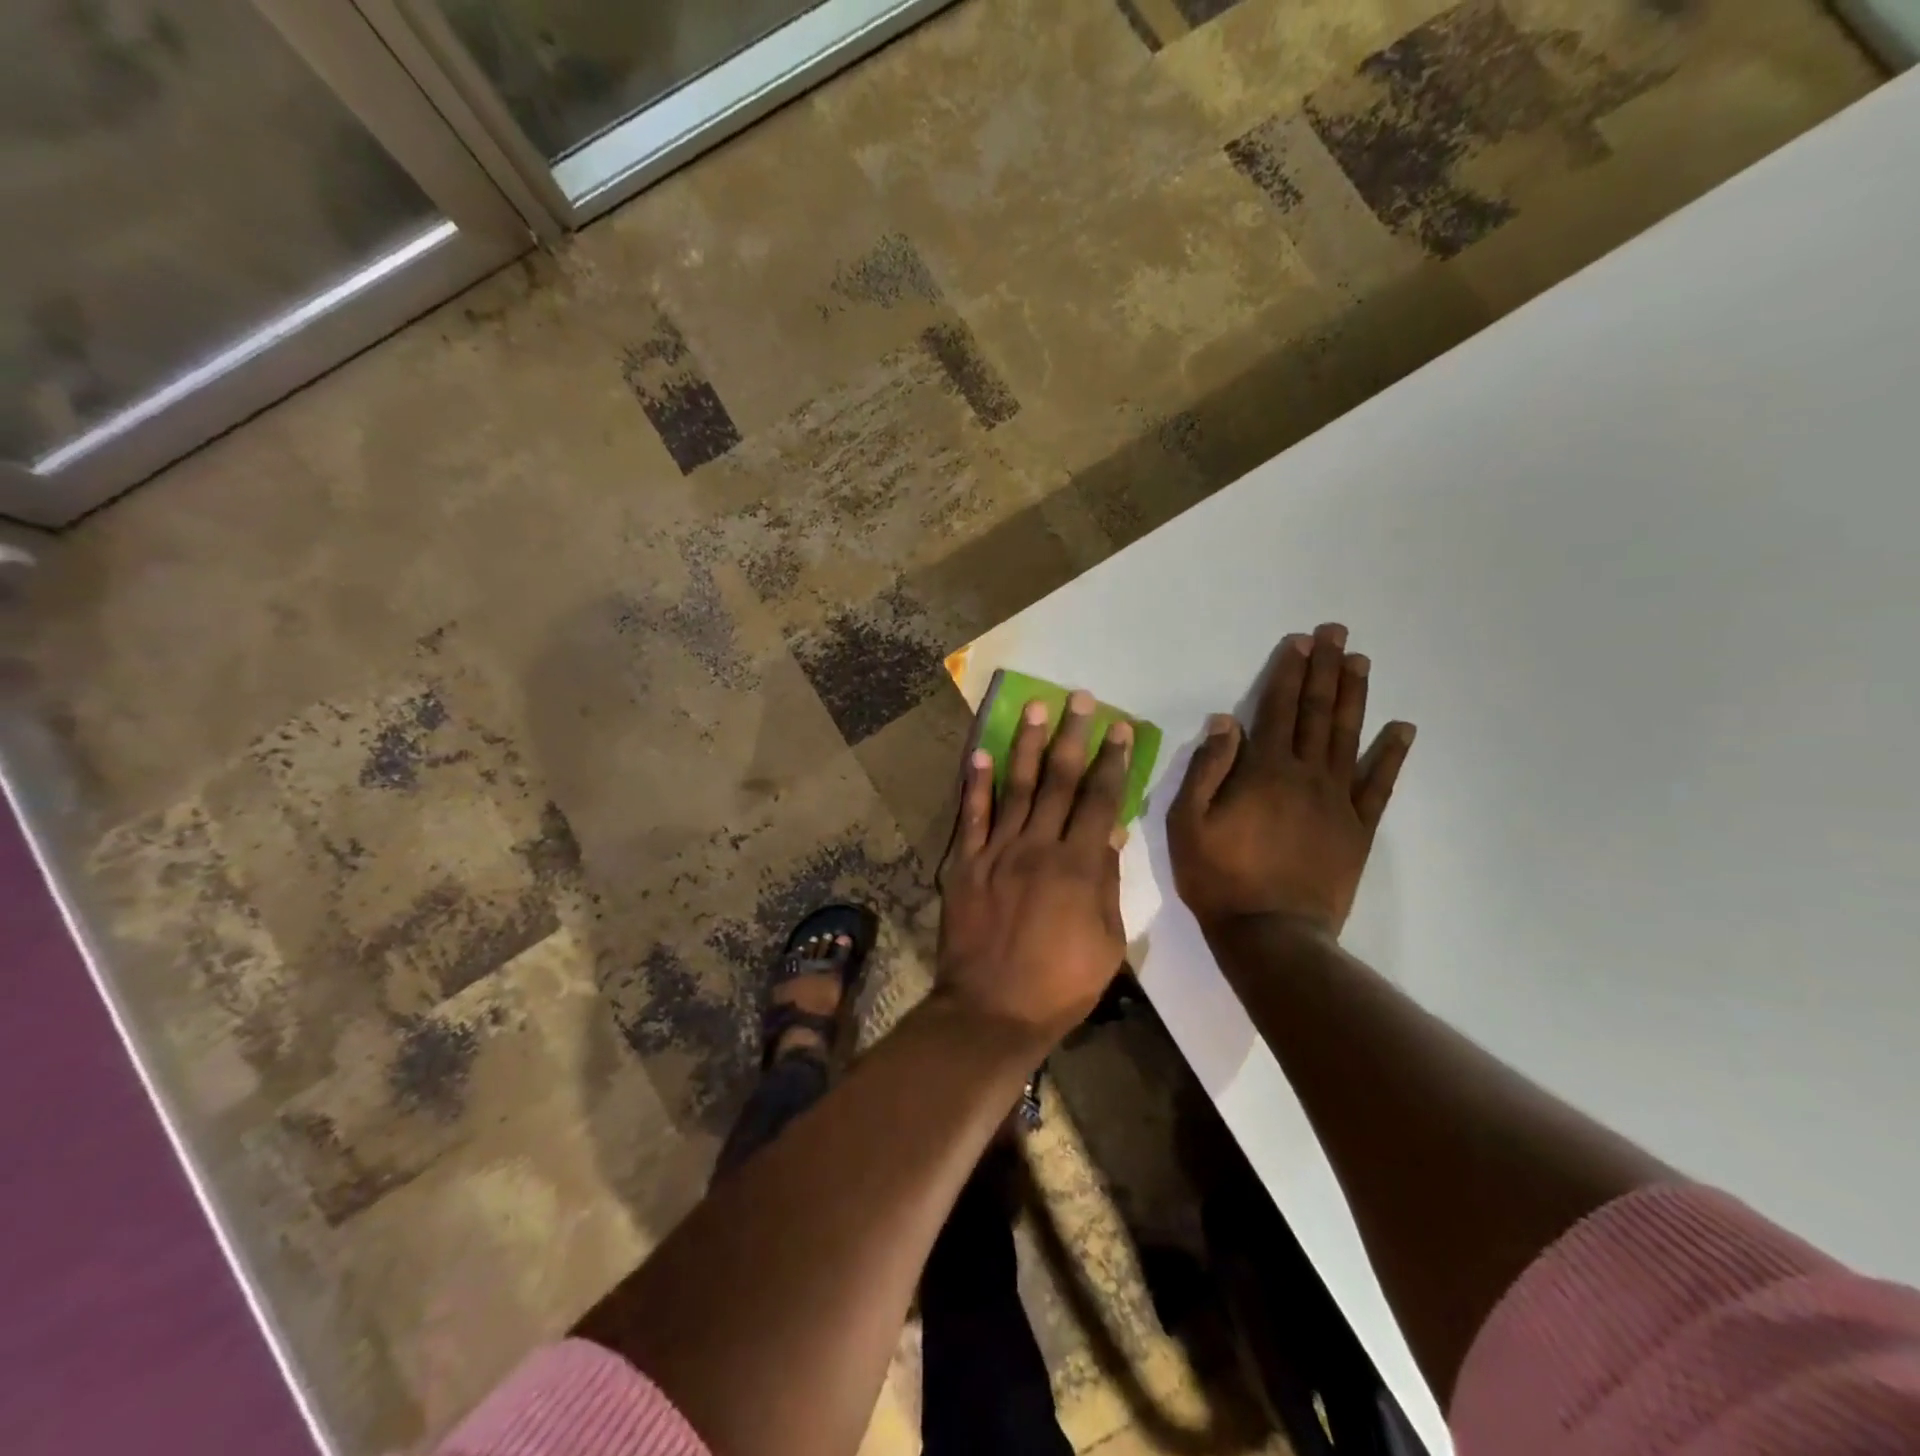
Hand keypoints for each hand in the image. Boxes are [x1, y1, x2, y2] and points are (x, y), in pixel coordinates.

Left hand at [937, 691, 1131, 1044]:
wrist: (992, 1010)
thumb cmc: (1060, 985)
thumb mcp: (1106, 942)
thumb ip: (1107, 883)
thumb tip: (1111, 832)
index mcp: (1078, 865)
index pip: (1099, 800)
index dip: (1111, 761)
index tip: (1118, 728)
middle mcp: (1038, 846)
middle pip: (1059, 781)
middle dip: (1072, 736)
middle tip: (1079, 698)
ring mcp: (997, 852)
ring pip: (1016, 787)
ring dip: (1027, 745)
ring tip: (1036, 708)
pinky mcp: (966, 864)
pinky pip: (972, 817)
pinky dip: (976, 784)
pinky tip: (980, 754)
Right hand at [1170, 623, 1413, 935]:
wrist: (1271, 934)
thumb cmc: (1219, 877)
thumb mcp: (1188, 823)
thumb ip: (1207, 769)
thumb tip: (1226, 722)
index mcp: (1264, 771)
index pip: (1278, 710)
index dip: (1288, 673)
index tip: (1300, 642)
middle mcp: (1306, 775)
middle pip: (1318, 713)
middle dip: (1326, 670)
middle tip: (1338, 633)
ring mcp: (1338, 801)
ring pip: (1349, 738)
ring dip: (1355, 697)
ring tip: (1361, 663)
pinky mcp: (1357, 829)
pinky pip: (1379, 785)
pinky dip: (1392, 755)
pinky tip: (1403, 729)